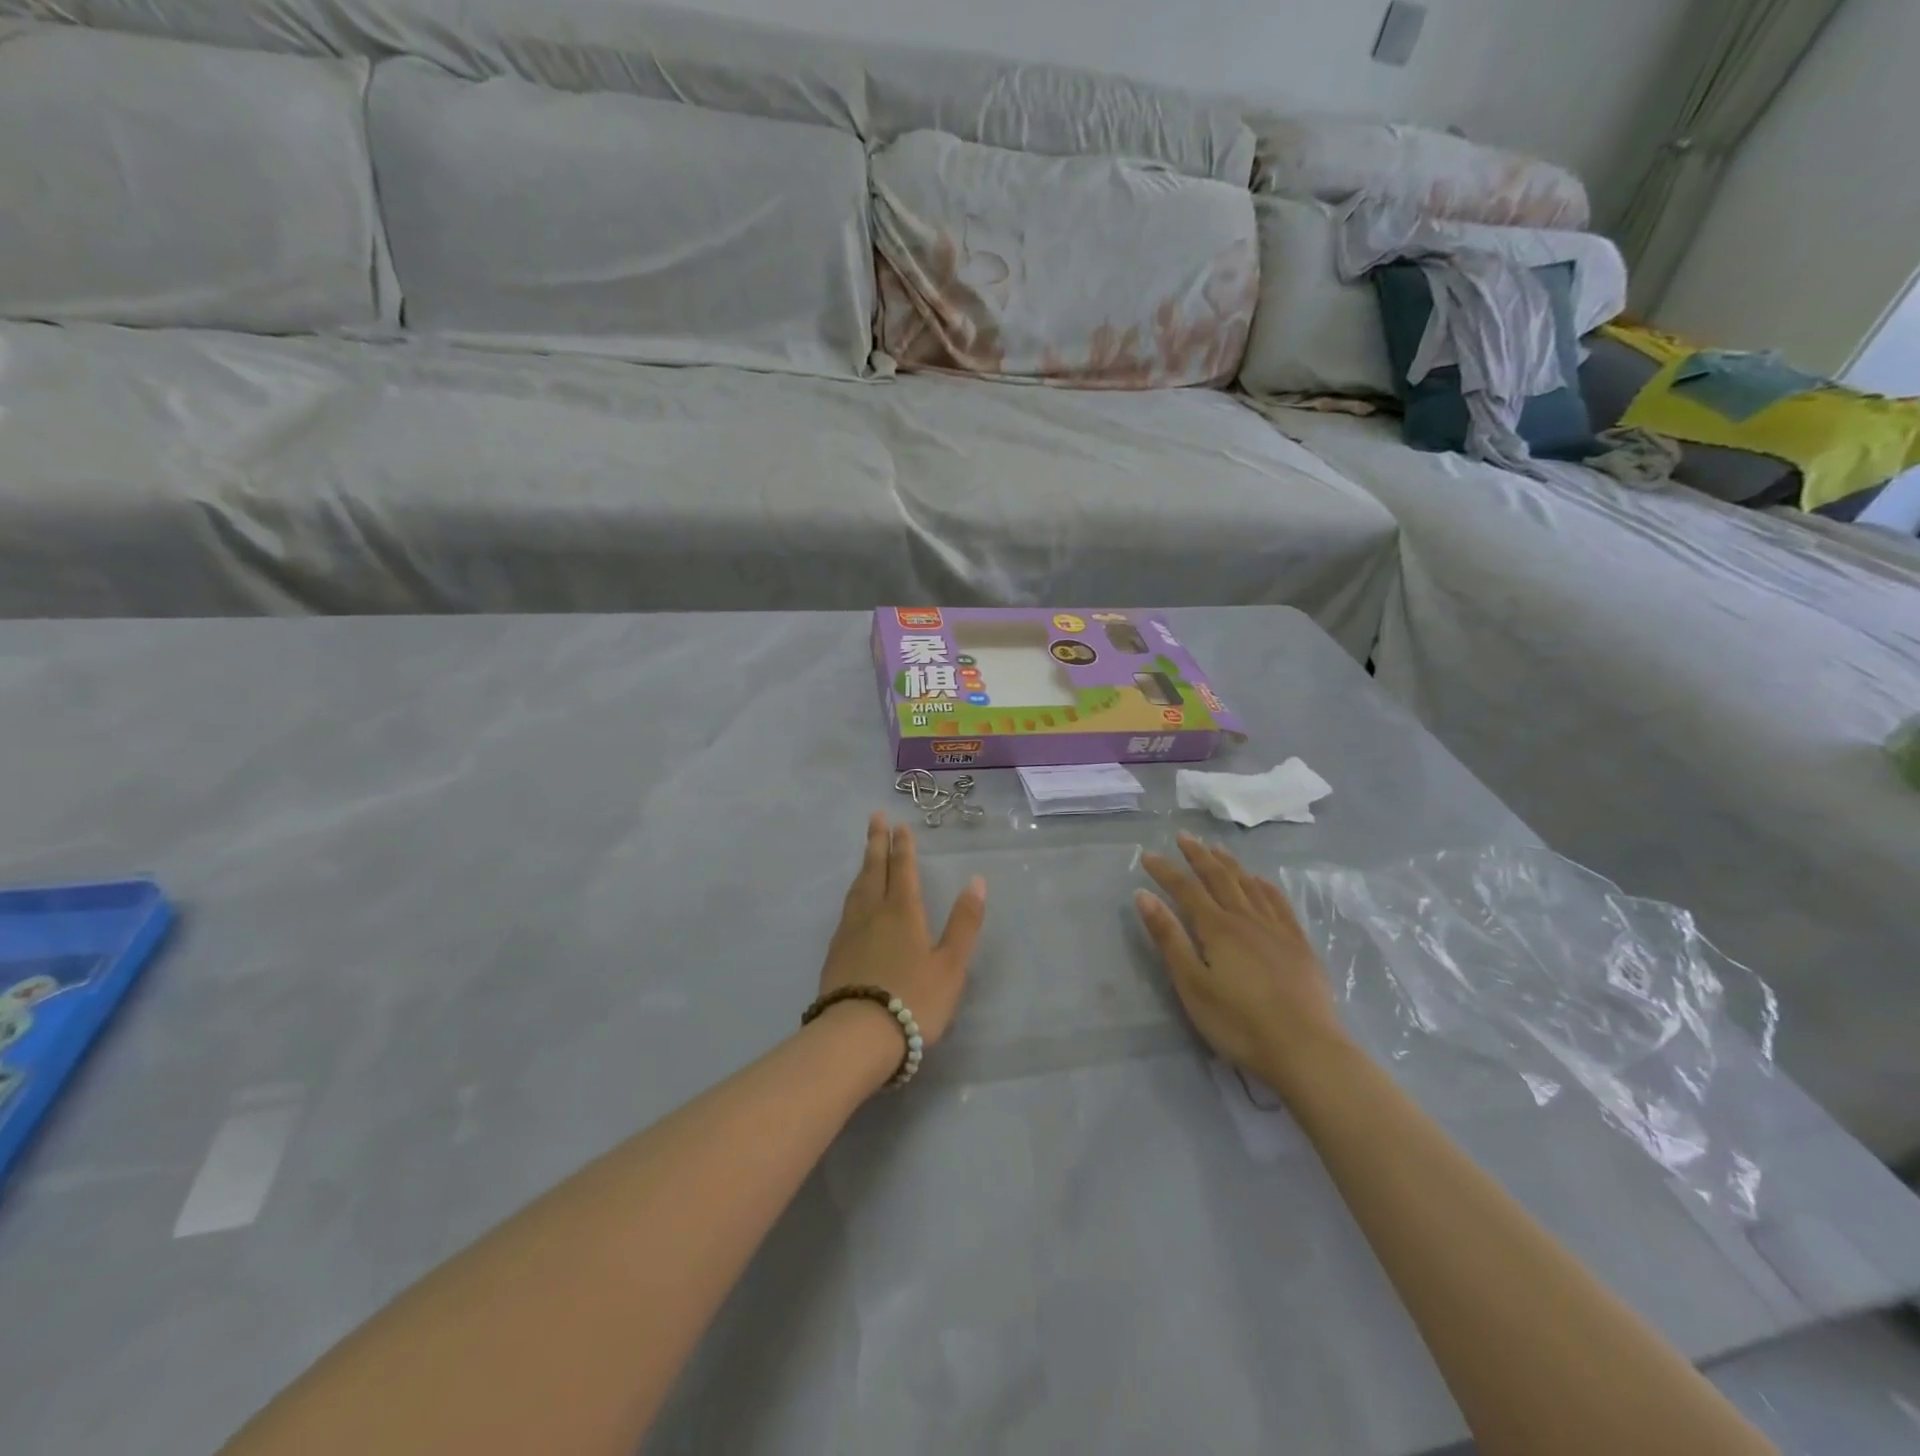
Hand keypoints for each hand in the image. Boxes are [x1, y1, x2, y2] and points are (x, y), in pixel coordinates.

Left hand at [820, 814, 986, 1050]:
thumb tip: (976, 881)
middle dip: (876, 842)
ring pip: (857, 888)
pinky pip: (846, 909)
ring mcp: (850, 932)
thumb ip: (964, 923)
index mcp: (903, 911)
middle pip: (874, 870)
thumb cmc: (913, 1000)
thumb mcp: (950, 965)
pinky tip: (854, 902)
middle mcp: (873, 913)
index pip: (903, 869)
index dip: (903, 846)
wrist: (857, 1036)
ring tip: (866, 853)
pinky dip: (853, 893)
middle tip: (875, 817)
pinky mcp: (835, 953)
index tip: (899, 824)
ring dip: (864, 865)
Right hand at [1135, 832, 1349, 1090]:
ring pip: (1250, 885)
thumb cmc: (1239, 1022)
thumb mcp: (1192, 984)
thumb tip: (1143, 895)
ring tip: (1217, 849)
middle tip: (1184, 836)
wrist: (1306, 1050)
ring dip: (1231, 864)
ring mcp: (1277, 930)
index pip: (1186, 889)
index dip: (1166, 870)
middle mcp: (1247, 919)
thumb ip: (1169, 938)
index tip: (1148, 854)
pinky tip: (1261, 881)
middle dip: (1199, 856)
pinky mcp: (1299, 946)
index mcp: (1218, 928)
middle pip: (1220, 878)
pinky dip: (1266, 886)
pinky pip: (1280, 904)